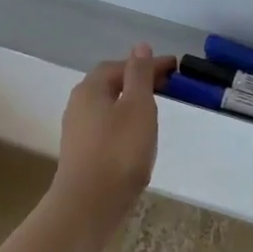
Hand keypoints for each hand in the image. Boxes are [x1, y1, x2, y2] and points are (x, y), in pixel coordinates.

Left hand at [50, 45, 175, 221]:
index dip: (148, 64)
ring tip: (155, 110)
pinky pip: (106, 127)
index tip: (175, 68)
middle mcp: (78, 105)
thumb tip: (140, 47)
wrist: (89, 204)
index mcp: (90, 89)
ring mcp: (77, 131)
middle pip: (110, 84)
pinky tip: (138, 138)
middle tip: (167, 86)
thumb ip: (140, 75)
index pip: (121, 65)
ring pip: (108, 107)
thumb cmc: (119, 150)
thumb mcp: (138, 106)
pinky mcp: (82, 154)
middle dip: (138, 81)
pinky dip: (125, 123)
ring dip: (131, 103)